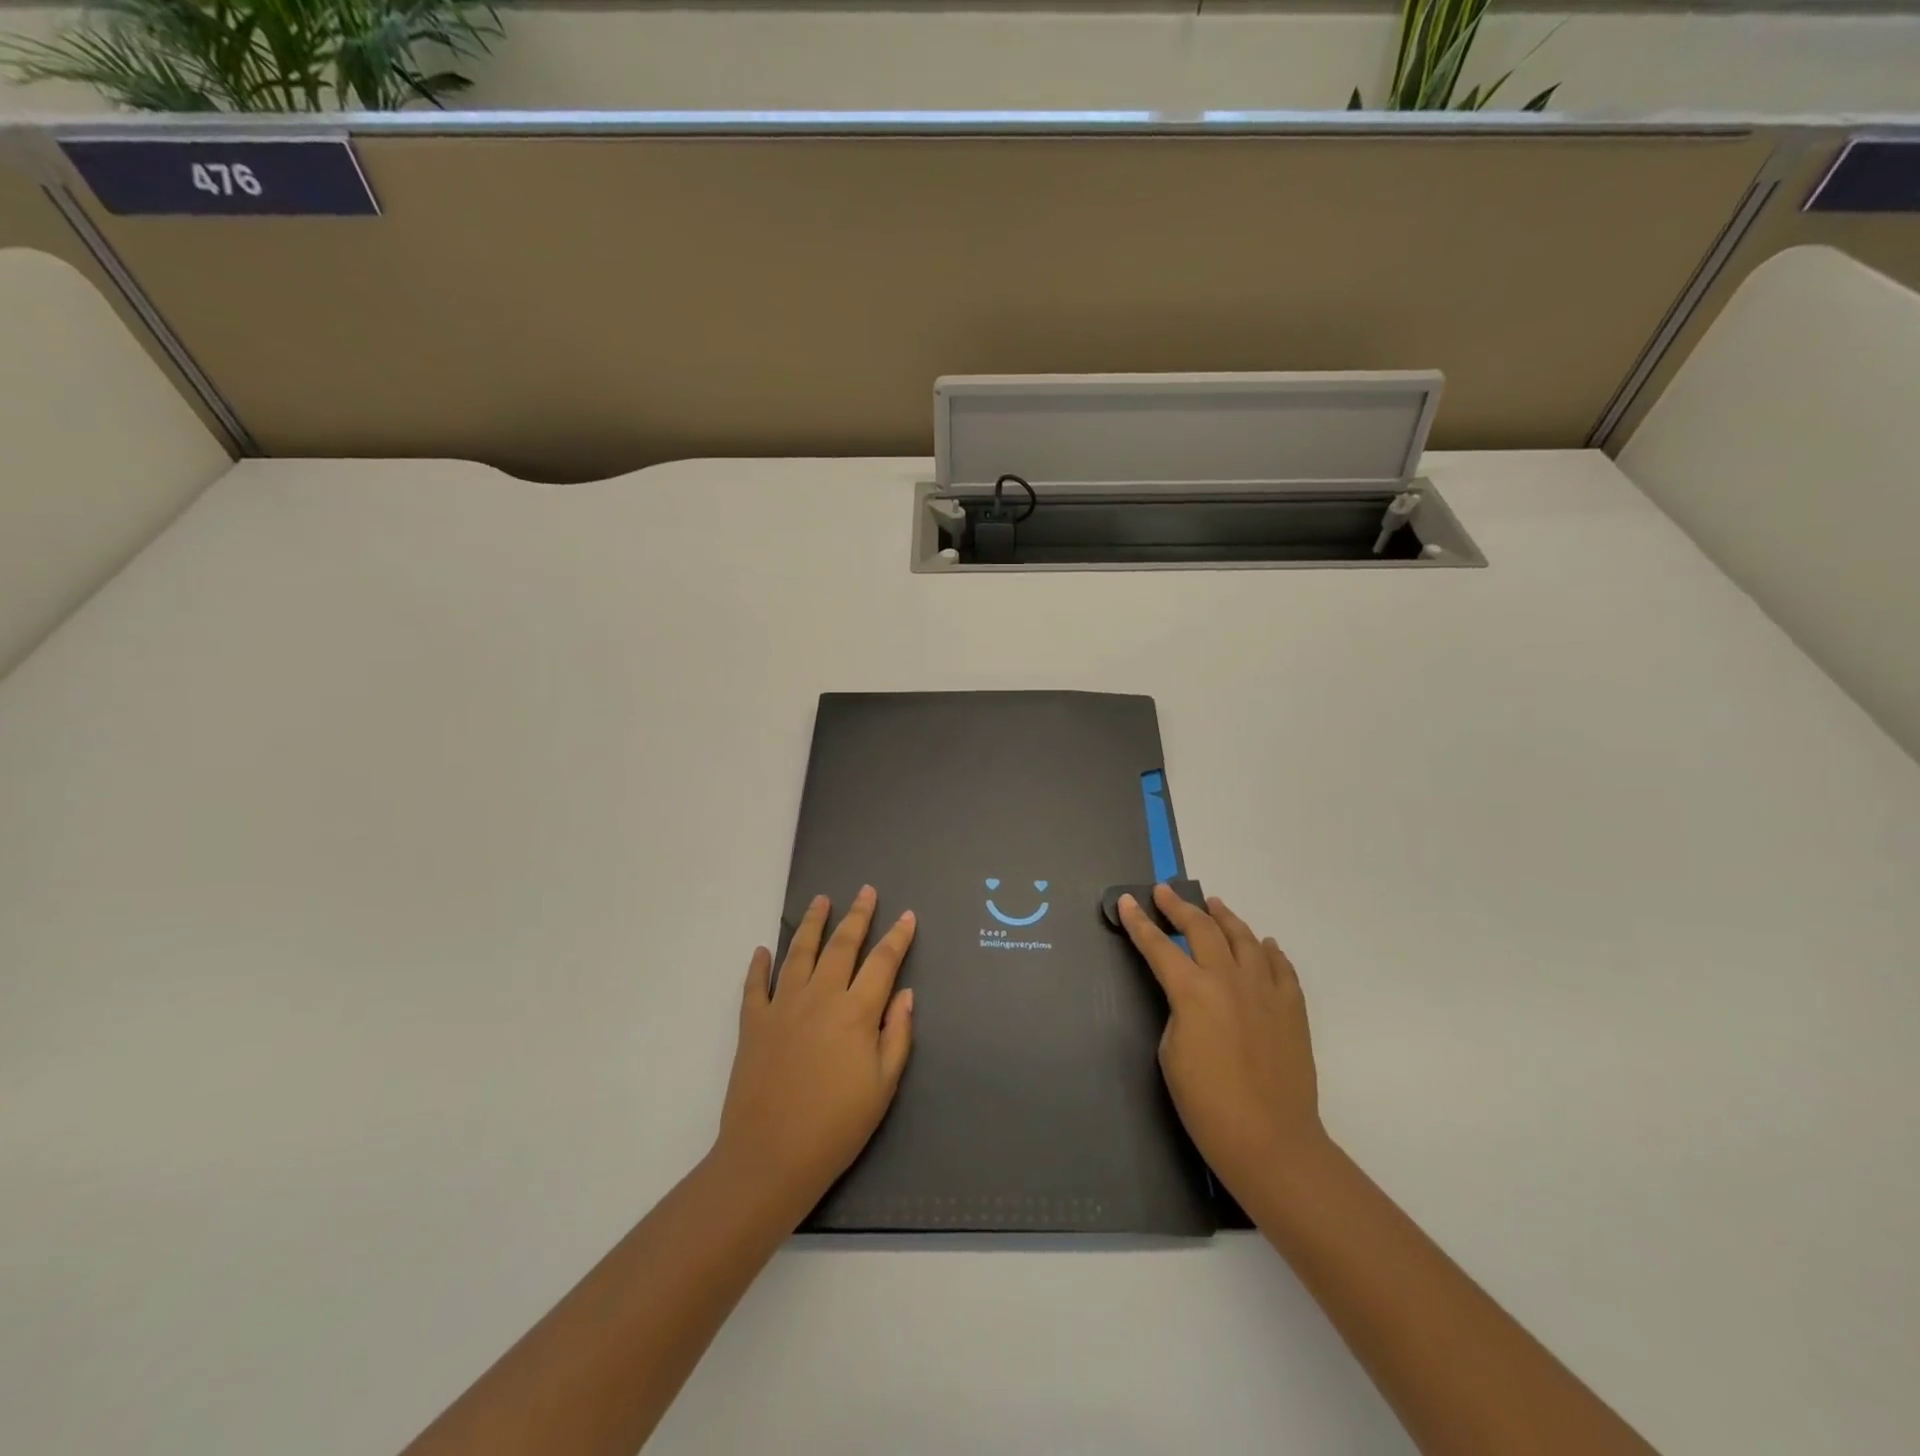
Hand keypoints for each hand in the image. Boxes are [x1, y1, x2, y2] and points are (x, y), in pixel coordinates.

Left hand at [714, 886, 915, 1215]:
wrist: (770, 1156)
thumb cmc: (837, 1126)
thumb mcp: (883, 1085)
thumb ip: (897, 1035)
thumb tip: (905, 994)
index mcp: (856, 1011)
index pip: (883, 962)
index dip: (898, 937)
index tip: (907, 915)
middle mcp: (820, 996)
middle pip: (842, 945)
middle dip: (857, 915)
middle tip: (866, 890)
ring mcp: (782, 1006)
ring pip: (799, 952)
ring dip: (812, 923)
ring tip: (820, 900)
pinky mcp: (753, 1022)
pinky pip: (755, 984)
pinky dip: (759, 964)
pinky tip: (763, 949)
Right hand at [1118, 885, 1324, 1197]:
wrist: (1270, 1140)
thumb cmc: (1207, 1104)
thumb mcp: (1171, 1053)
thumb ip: (1180, 1013)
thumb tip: (1194, 1000)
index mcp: (1192, 991)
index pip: (1158, 946)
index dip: (1139, 923)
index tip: (1128, 902)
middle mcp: (1229, 979)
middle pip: (1202, 929)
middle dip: (1179, 907)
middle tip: (1165, 892)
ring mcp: (1265, 990)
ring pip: (1244, 938)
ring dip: (1225, 917)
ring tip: (1214, 904)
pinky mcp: (1292, 1007)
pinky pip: (1281, 966)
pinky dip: (1269, 950)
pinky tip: (1264, 943)